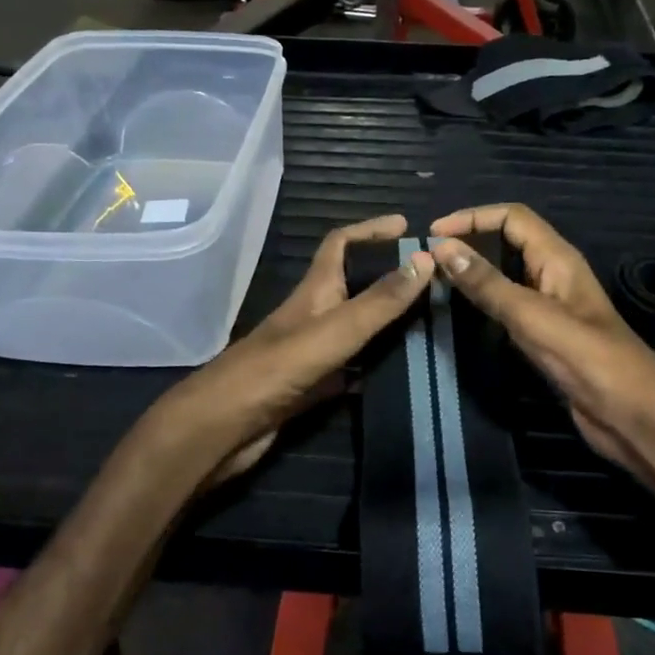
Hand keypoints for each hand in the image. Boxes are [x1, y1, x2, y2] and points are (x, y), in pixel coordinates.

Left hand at [130, 216, 432, 489]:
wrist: (221, 428)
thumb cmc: (275, 371)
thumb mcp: (334, 331)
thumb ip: (378, 301)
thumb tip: (426, 259)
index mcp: (314, 292)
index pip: (340, 244)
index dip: (370, 229)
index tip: (407, 226)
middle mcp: (314, 315)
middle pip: (354, 285)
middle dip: (389, 278)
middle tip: (433, 282)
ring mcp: (311, 352)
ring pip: (356, 328)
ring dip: (387, 323)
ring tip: (431, 324)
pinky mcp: (311, 386)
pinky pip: (351, 368)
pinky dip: (375, 366)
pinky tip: (402, 374)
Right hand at [428, 204, 654, 487]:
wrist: (633, 416)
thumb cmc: (589, 360)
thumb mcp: (533, 317)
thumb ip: (488, 284)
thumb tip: (442, 248)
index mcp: (558, 259)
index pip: (512, 218)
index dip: (473, 217)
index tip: (433, 234)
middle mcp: (553, 275)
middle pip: (508, 241)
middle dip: (471, 241)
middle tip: (429, 259)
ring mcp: (550, 307)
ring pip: (506, 275)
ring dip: (474, 271)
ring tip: (436, 280)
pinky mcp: (545, 335)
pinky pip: (508, 306)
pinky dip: (484, 301)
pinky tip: (462, 313)